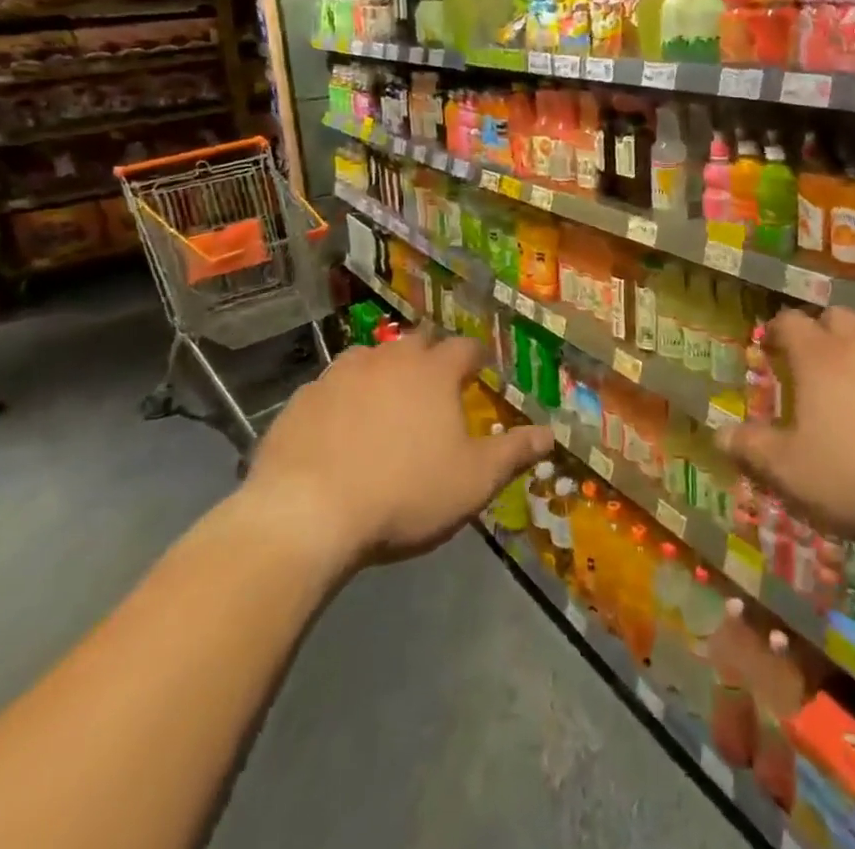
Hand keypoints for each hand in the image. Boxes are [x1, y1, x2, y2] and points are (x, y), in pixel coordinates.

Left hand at [245, 327, 550, 563]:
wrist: (307, 513)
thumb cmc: (405, 492)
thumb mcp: (473, 480)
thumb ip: (514, 452)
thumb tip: (552, 433)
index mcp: (435, 371)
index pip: (466, 348)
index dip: (475, 358)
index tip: (479, 372)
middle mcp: (390, 358)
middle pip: (417, 340)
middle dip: (430, 354)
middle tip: (434, 381)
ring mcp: (341, 374)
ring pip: (371, 357)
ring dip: (383, 370)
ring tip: (386, 398)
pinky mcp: (302, 398)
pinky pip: (330, 386)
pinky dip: (342, 398)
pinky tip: (338, 426)